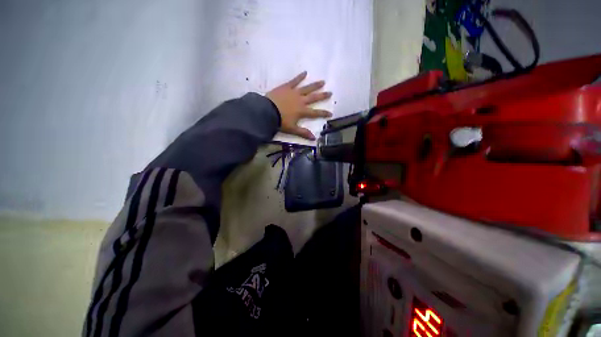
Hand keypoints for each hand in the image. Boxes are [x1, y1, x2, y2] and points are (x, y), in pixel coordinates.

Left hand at [266, 71, 331, 139]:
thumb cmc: (280, 121)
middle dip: (322, 96)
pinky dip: (300, 76)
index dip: (323, 113)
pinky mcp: (287, 87)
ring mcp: (294, 93)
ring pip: (307, 88)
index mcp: (302, 111)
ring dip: (315, 85)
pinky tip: (305, 72)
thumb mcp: (292, 129)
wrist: (267, 111)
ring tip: (322, 81)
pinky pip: (294, 81)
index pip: (315, 113)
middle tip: (330, 92)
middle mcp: (301, 101)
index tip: (331, 113)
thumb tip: (314, 138)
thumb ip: (303, 133)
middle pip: (314, 98)